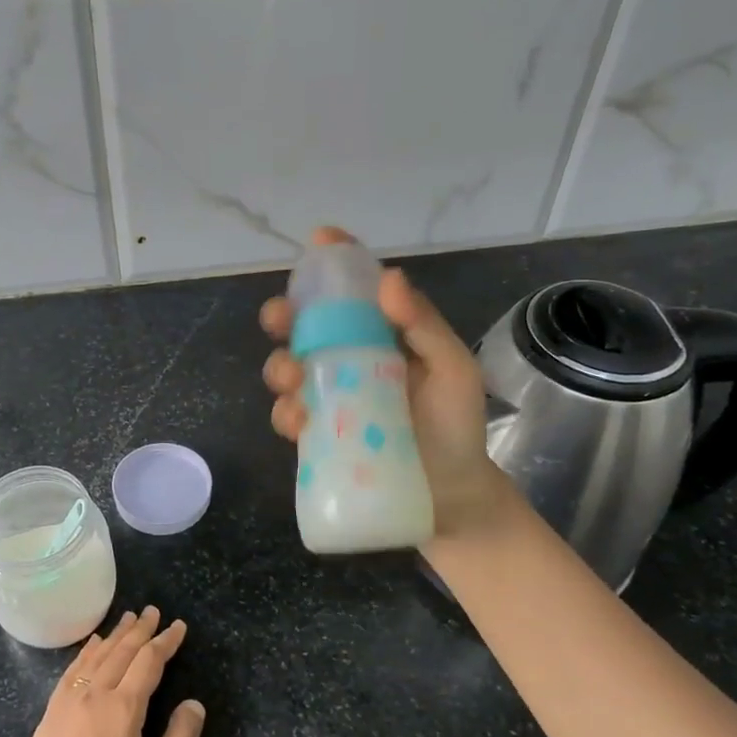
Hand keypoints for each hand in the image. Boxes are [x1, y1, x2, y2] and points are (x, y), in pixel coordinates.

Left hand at [9, 608, 205, 736]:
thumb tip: (194, 703)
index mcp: (124, 709)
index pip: (149, 662)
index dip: (165, 642)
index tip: (178, 626)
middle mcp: (95, 695)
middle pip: (122, 652)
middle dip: (141, 630)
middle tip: (153, 611)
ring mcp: (69, 701)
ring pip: (97, 656)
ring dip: (115, 635)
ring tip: (128, 618)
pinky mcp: (51, 713)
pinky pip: (73, 670)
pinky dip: (86, 652)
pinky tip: (92, 645)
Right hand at [261, 226, 512, 543]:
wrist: (450, 495)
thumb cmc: (457, 425)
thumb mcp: (453, 370)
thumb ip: (424, 326)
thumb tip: (389, 277)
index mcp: (383, 334)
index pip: (356, 289)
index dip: (335, 261)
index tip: (320, 240)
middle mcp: (350, 358)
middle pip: (305, 326)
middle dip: (283, 314)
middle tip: (279, 318)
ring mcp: (330, 396)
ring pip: (288, 368)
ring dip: (279, 366)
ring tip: (292, 378)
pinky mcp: (318, 434)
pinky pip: (289, 416)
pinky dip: (285, 413)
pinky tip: (299, 421)